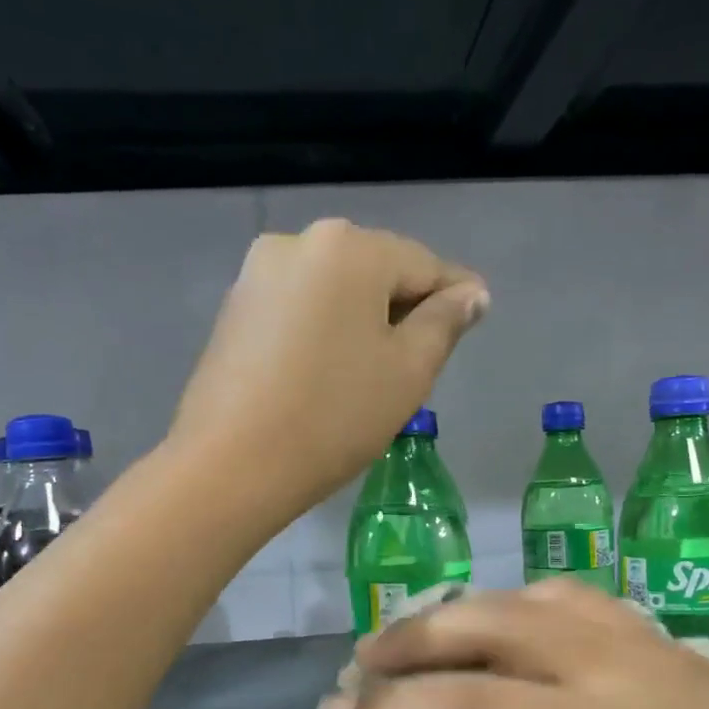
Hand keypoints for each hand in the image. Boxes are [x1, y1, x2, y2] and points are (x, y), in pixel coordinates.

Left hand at [171, 219, 487, 507]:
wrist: (230, 465)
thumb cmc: (334, 416)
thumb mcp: (408, 372)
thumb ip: (445, 323)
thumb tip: (471, 293)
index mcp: (348, 247)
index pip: (423, 264)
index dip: (455, 294)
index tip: (477, 318)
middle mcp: (298, 242)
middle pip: (375, 271)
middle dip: (405, 308)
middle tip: (425, 358)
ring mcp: (257, 275)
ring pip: (335, 291)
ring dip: (364, 321)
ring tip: (377, 371)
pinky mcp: (234, 310)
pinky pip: (300, 309)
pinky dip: (325, 330)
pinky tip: (330, 371)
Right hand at [317, 579, 708, 708]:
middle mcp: (616, 668)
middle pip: (486, 626)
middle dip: (408, 643)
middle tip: (358, 669)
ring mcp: (639, 638)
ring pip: (521, 599)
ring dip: (454, 615)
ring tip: (410, 642)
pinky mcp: (657, 633)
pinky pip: (564, 597)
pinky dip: (511, 606)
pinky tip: (494, 628)